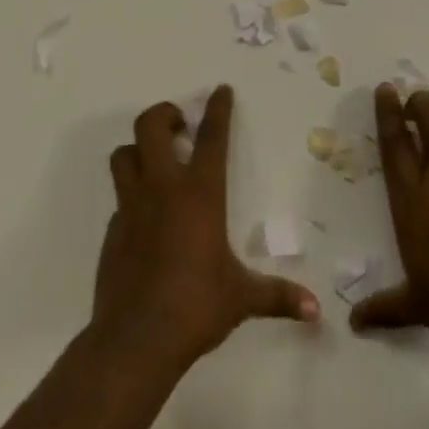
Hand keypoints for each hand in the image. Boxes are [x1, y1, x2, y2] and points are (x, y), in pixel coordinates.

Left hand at [93, 85, 319, 369]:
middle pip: (150, 126)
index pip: (211, 137)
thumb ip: (278, 297)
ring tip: (157, 162)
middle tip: (180, 126)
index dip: (217, 109)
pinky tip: (147, 218)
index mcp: (199, 194)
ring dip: (138, 148)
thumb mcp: (241, 298)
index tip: (221, 90)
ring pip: (123, 155)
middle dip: (164, 114)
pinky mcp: (112, 230)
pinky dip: (132, 194)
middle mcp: (162, 189)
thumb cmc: (196, 306)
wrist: (136, 339)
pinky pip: (120, 197)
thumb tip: (316, 312)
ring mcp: (132, 206)